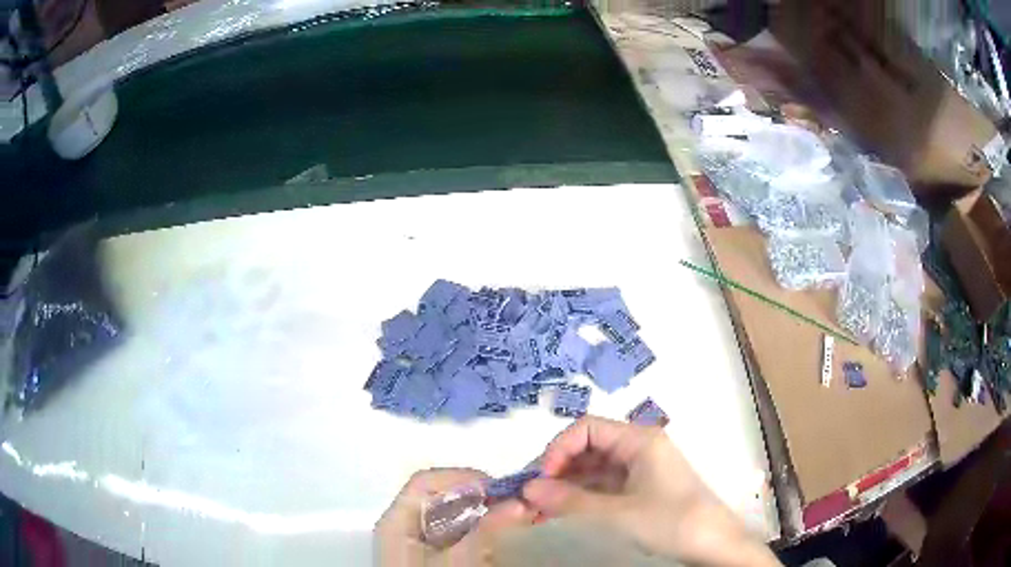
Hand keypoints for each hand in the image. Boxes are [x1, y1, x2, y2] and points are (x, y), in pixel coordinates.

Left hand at [375, 468, 534, 566]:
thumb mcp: (457, 563)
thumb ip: (486, 532)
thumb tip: (520, 502)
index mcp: (398, 521)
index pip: (427, 482)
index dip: (463, 479)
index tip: (501, 492)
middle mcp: (405, 527)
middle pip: (442, 498)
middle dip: (482, 499)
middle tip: (519, 507)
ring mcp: (420, 544)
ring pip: (454, 517)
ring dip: (487, 515)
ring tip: (518, 520)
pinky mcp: (435, 558)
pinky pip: (460, 535)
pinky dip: (483, 532)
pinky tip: (504, 538)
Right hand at [523, 416, 778, 566]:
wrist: (714, 547)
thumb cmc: (671, 522)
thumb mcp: (616, 514)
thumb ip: (570, 501)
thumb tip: (528, 488)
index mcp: (640, 441)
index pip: (587, 428)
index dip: (559, 448)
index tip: (541, 480)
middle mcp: (640, 450)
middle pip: (589, 449)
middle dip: (559, 471)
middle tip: (535, 500)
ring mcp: (642, 472)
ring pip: (595, 471)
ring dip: (568, 488)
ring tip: (544, 512)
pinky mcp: (643, 493)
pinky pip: (606, 489)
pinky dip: (584, 500)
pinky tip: (567, 516)